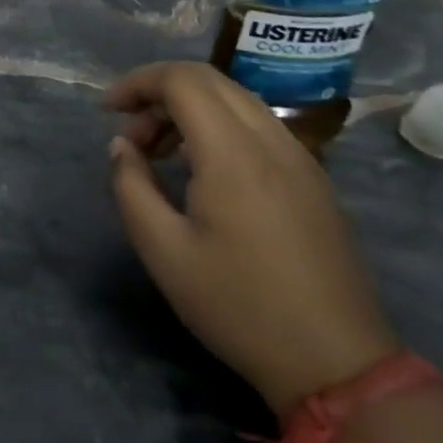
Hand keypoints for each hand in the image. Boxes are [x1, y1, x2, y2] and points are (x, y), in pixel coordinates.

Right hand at [104, 62, 400, 410]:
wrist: (335, 362)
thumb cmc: (238, 305)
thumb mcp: (163, 250)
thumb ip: (131, 186)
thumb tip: (122, 146)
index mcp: (233, 153)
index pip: (181, 80)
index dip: (137, 83)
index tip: (106, 111)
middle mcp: (272, 142)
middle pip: (209, 80)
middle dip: (158, 92)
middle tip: (129, 135)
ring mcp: (301, 159)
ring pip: (235, 100)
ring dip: (188, 109)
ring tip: (158, 153)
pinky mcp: (313, 181)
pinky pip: (258, 127)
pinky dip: (218, 127)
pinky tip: (200, 170)